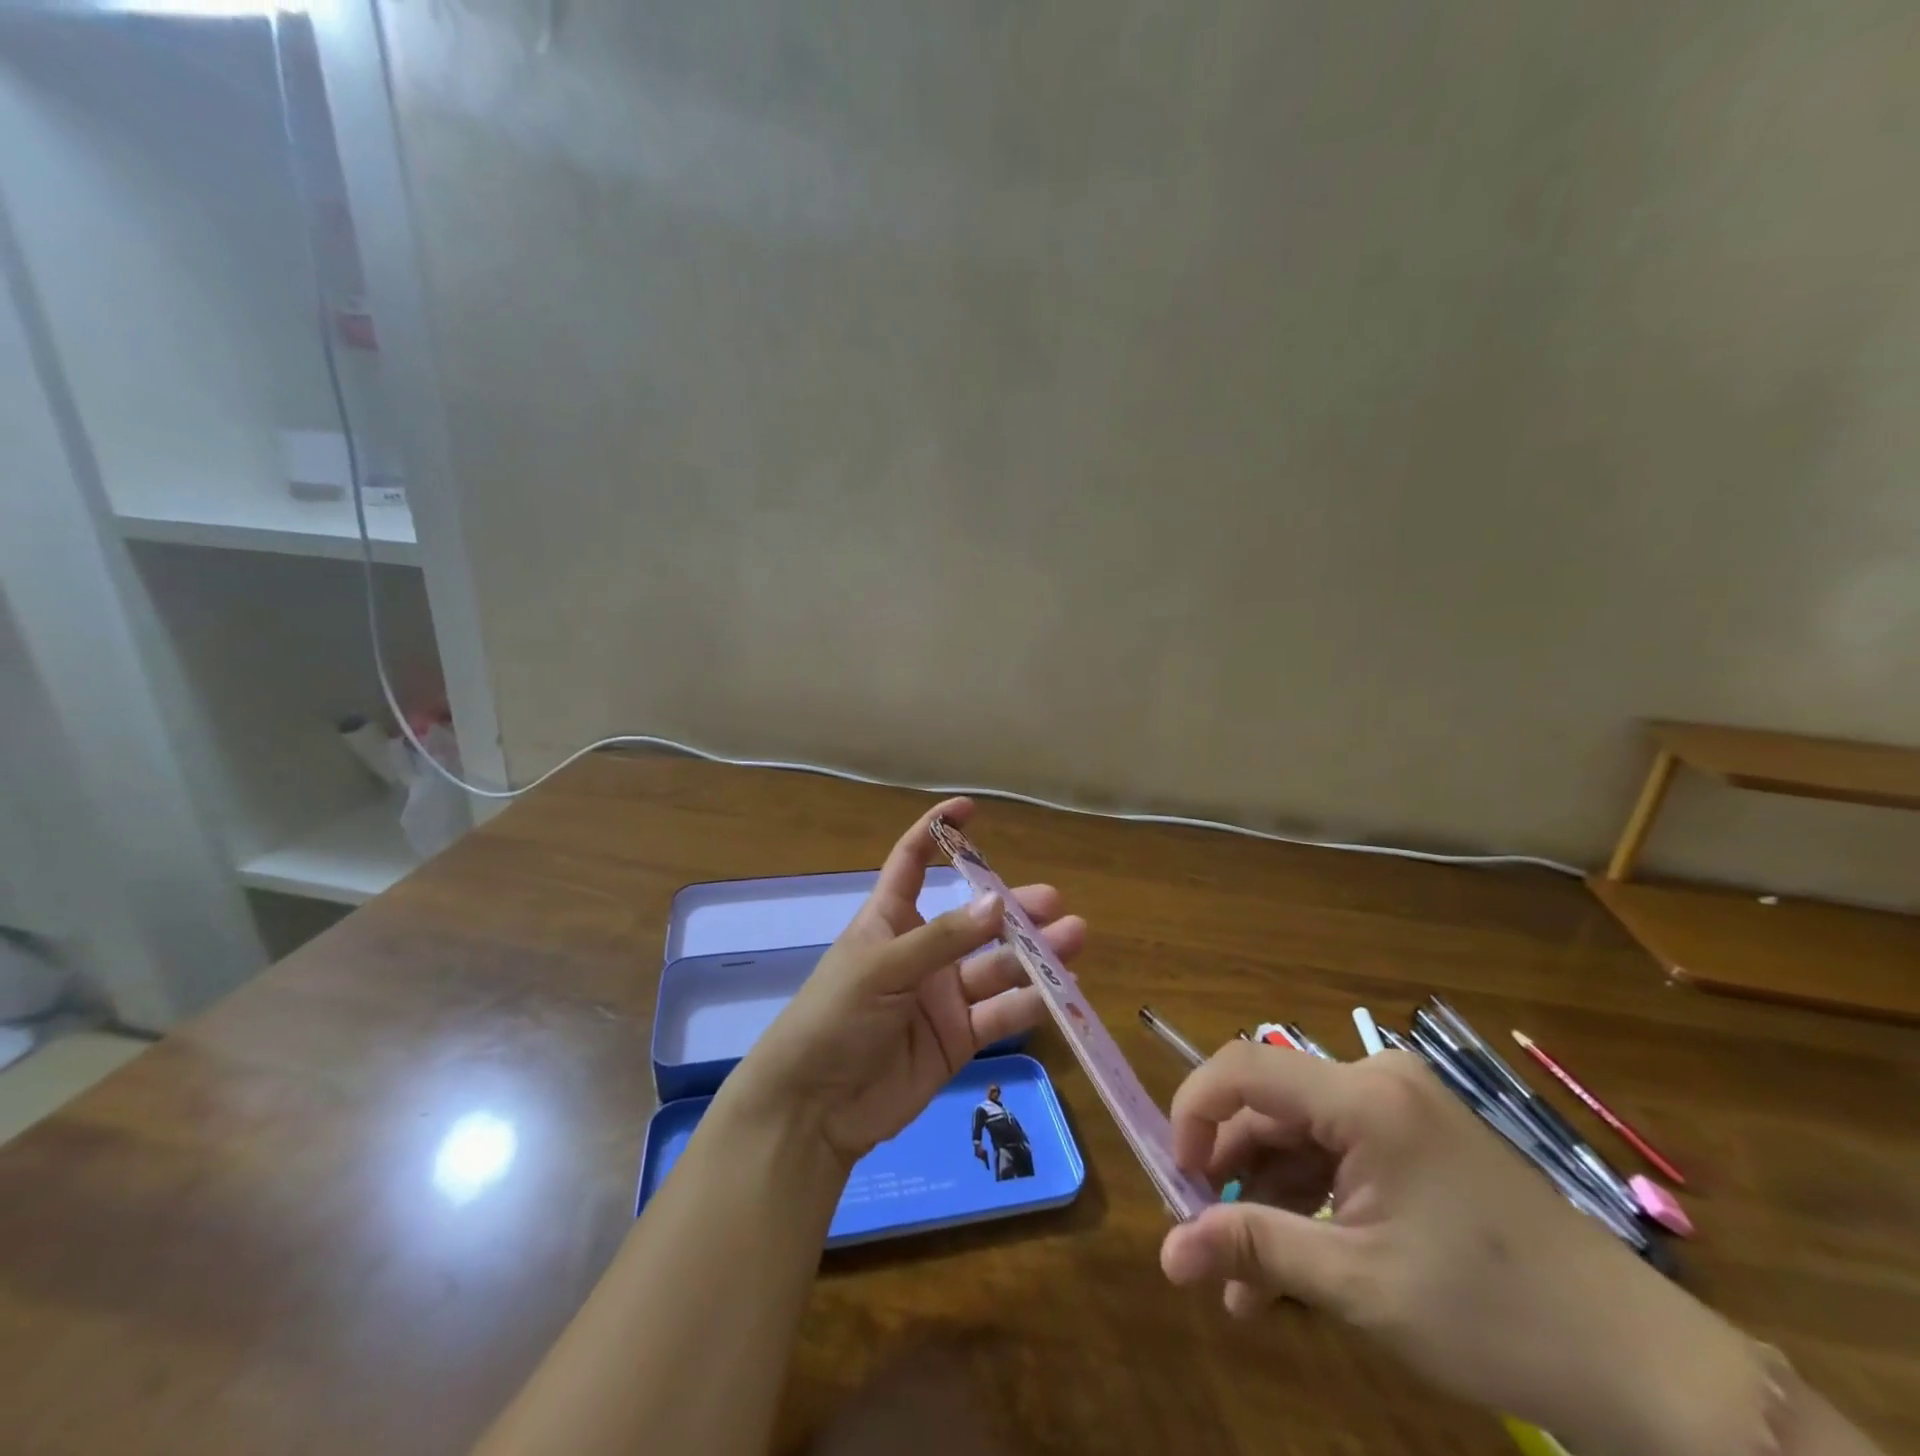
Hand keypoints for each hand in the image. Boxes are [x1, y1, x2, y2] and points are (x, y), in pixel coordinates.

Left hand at [730, 798, 1085, 1166]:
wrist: (814, 1109)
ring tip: (1073, 939)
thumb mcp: (883, 967)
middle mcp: (922, 951)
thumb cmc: (834, 1018)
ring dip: (1034, 953)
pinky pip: (1000, 1013)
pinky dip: (1030, 1003)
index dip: (938, 832)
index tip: (971, 809)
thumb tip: (999, 903)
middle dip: (1013, 908)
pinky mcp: (958, 1038)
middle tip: (1054, 902)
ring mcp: (943, 995)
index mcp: (890, 920)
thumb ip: (943, 939)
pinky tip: (1063, 992)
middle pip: (973, 919)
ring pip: (996, 965)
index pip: (913, 862)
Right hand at [1158, 1044, 1774, 1455]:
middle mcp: (1377, 1081)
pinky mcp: (1417, 1139)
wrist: (1644, 1369)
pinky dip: (1308, 1204)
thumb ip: (1255, 1250)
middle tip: (1207, 1242)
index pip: (1242, 1068)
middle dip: (1231, 1173)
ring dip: (1267, 1200)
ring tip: (1244, 1286)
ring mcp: (1400, 1109)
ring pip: (1299, 1137)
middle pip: (1270, 1107)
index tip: (1177, 1179)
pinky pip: (1337, 1155)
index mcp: (1364, 1095)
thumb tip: (1166, 1253)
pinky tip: (1290, 1270)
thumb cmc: (1494, 1316)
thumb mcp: (1359, 1285)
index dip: (1193, 1112)